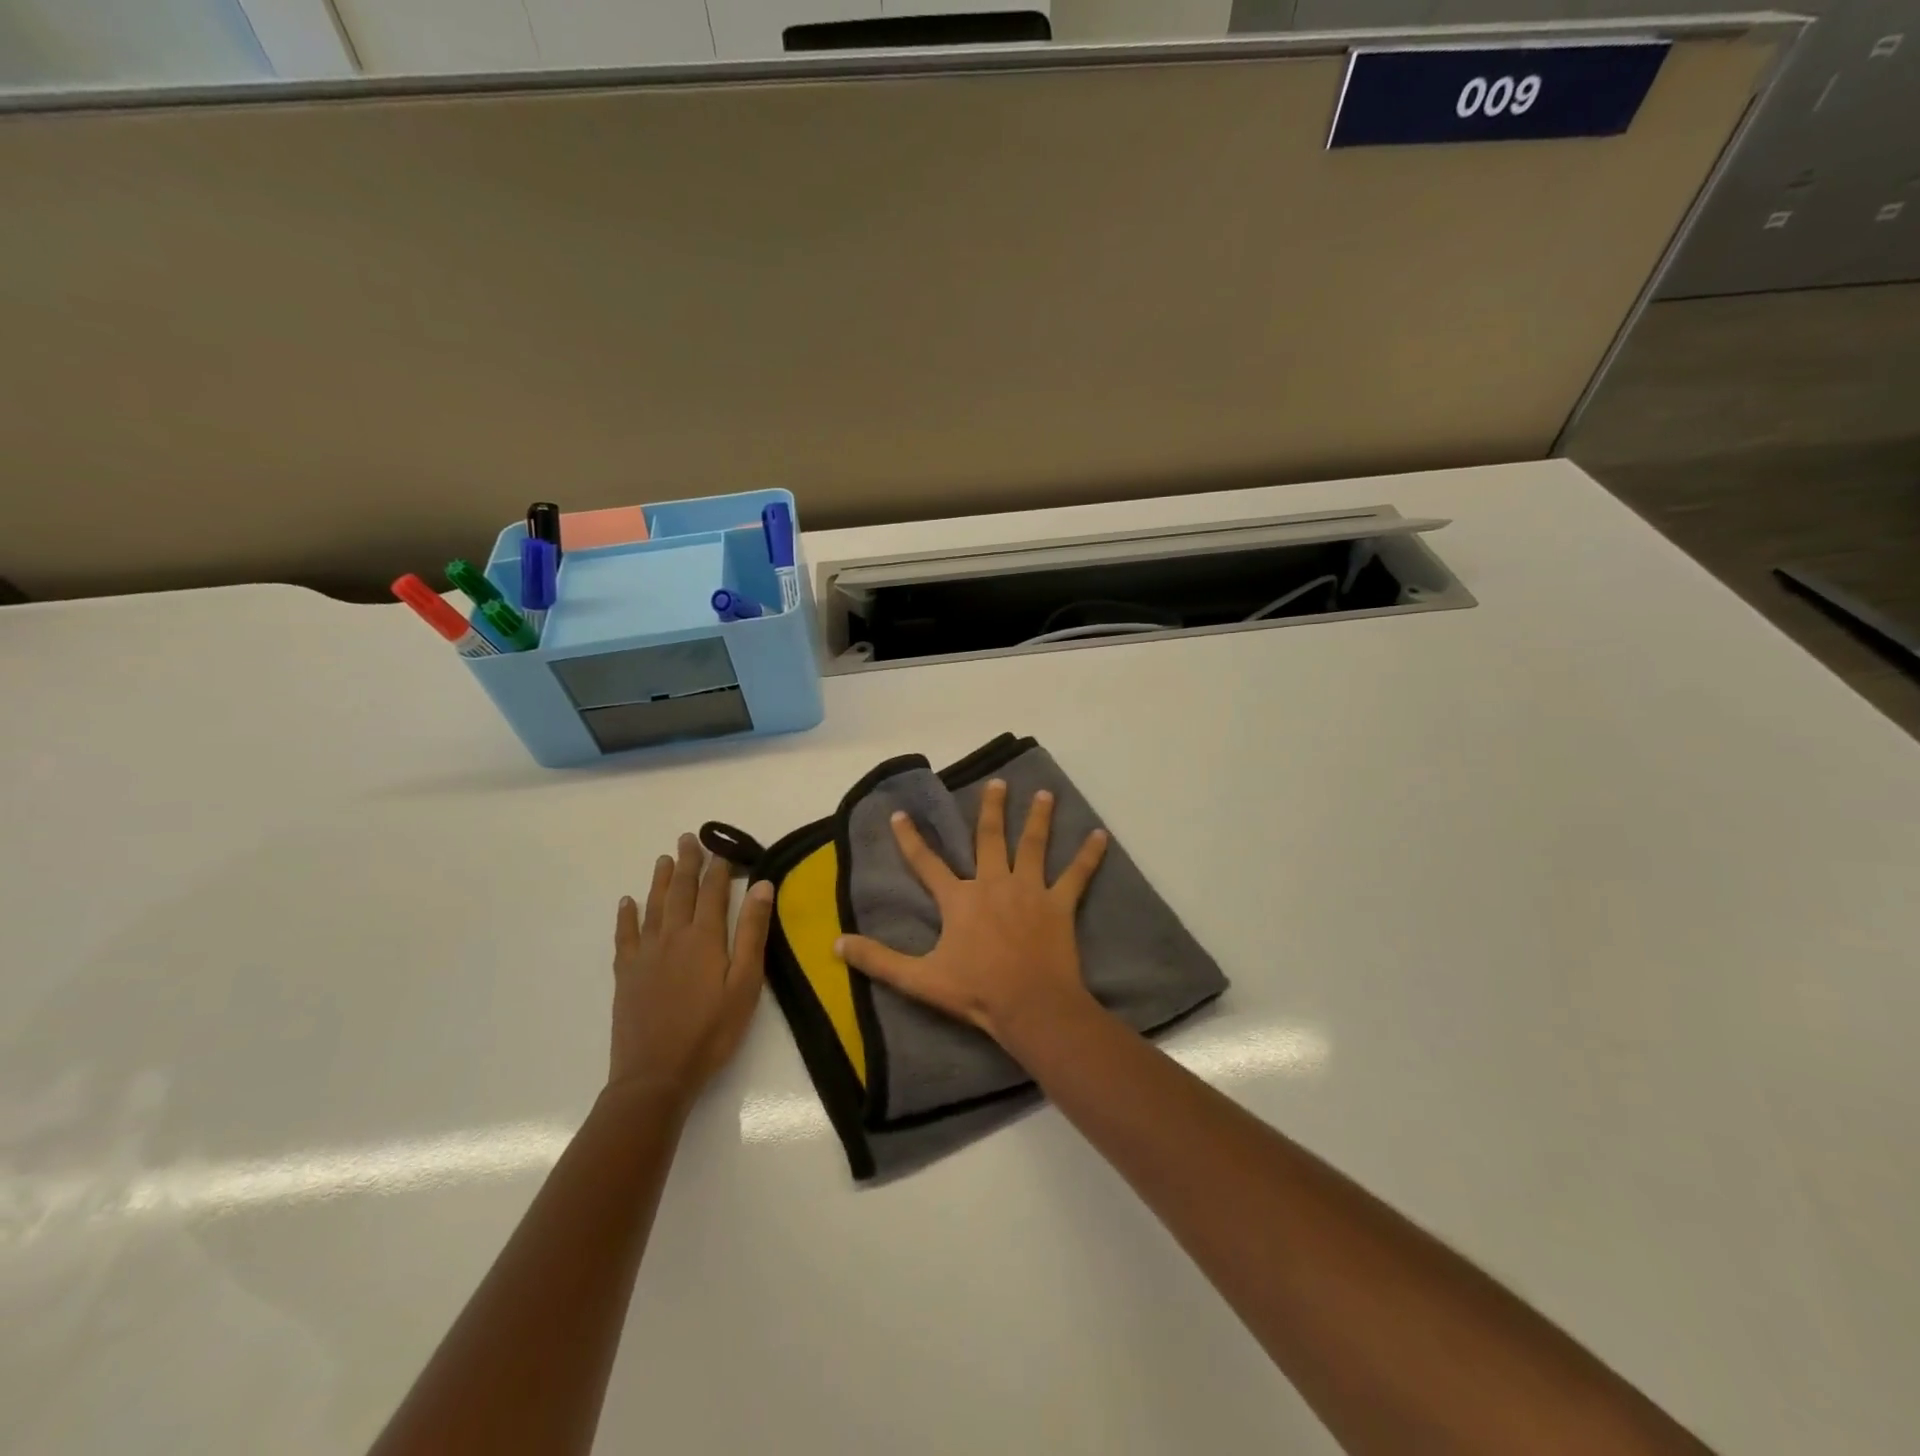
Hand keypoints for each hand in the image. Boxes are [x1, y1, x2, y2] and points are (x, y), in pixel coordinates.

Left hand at [609, 833, 772, 1108]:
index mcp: (704, 938)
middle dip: (687, 863)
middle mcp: (672, 936)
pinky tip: (627, 902)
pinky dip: (627, 915)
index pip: (713, 892)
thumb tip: (761, 885)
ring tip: (664, 859)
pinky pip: (625, 935)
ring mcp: (645, 954)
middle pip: (680, 891)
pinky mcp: (627, 974)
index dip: (719, 868)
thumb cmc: (712, 1031)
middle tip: (688, 838)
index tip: (723, 847)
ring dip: (660, 880)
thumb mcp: (745, 983)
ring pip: (653, 906)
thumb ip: (752, 932)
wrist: (656, 1074)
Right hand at [835, 779, 1108, 1046]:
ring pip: (1033, 845)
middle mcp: (993, 883)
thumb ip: (878, 959)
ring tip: (1045, 795)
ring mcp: (1030, 891)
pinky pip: (1077, 875)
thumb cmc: (975, 993)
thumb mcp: (919, 979)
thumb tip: (836, 944)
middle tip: (998, 783)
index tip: (900, 813)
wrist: (1030, 1007)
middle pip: (990, 838)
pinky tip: (1101, 835)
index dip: (911, 838)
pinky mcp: (1059, 905)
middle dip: (991, 809)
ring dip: (1039, 818)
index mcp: (959, 899)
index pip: (927, 863)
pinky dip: (1090, 855)